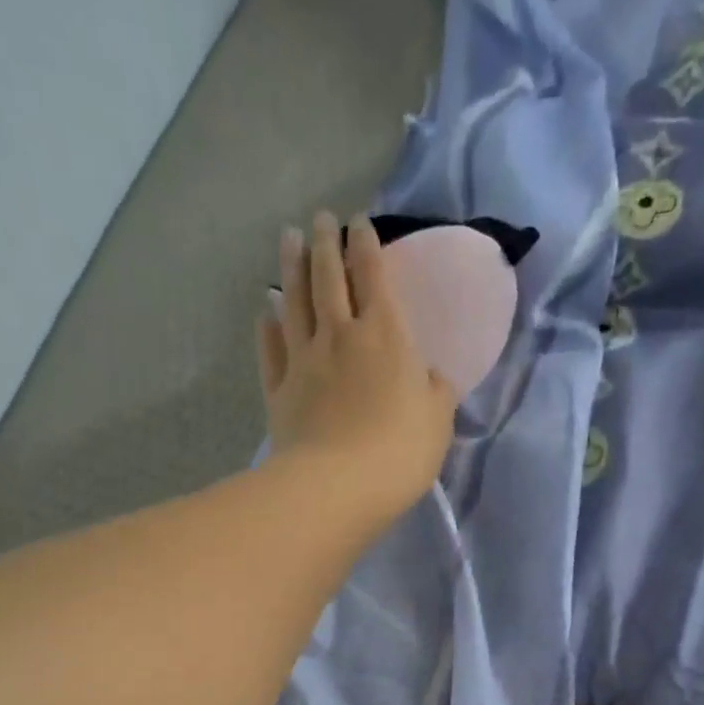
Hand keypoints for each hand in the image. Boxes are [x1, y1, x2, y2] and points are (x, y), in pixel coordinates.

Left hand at [258, 211, 456, 518]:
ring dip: (291, 267)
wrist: (337, 486)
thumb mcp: (438, 421)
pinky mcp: (279, 390)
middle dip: (326, 243)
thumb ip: (435, 391)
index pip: (374, 276)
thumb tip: (429, 376)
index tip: (359, 222)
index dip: (367, 245)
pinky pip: (271, 349)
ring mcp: (304, 361)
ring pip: (295, 302)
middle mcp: (340, 335)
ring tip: (288, 237)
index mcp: (385, 336)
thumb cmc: (399, 452)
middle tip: (320, 218)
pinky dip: (268, 325)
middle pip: (329, 278)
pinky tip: (265, 310)